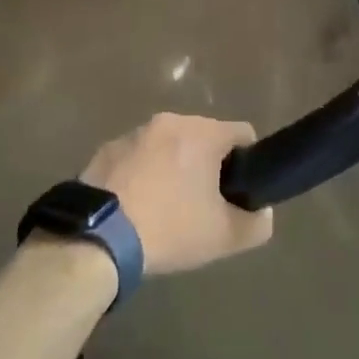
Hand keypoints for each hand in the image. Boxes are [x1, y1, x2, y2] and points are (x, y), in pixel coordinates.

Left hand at [82, 113, 272, 274]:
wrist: (97, 237)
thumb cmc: (169, 228)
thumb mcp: (225, 237)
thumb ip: (257, 223)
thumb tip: (261, 212)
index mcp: (202, 132)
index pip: (243, 133)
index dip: (249, 162)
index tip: (239, 192)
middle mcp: (168, 121)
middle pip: (203, 137)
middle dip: (208, 165)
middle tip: (203, 205)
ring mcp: (133, 132)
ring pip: (168, 145)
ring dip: (174, 167)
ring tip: (166, 208)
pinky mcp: (105, 149)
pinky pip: (137, 157)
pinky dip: (143, 174)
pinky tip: (136, 207)